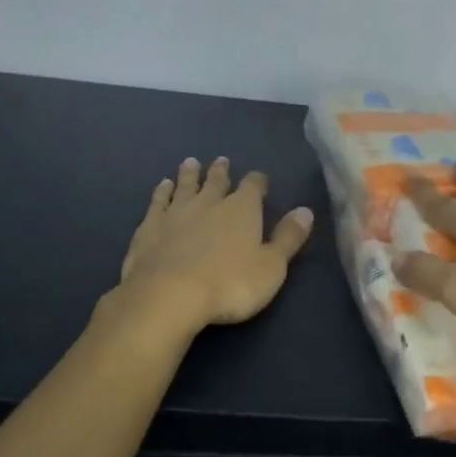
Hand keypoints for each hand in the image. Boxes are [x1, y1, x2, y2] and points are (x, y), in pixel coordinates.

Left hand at [117, 157, 314, 336]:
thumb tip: (305, 211)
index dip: (257, 182)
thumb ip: (288, 238)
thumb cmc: (230, 284)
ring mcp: (176, 213)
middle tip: (221, 161)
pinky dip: (161, 192)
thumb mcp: (271, 266)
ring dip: (190, 174)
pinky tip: (162, 186)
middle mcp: (209, 203)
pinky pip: (158, 202)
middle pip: (217, 181)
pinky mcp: (150, 227)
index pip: (253, 187)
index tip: (259, 179)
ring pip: (186, 186)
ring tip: (191, 162)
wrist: (169, 295)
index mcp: (242, 210)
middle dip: (221, 172)